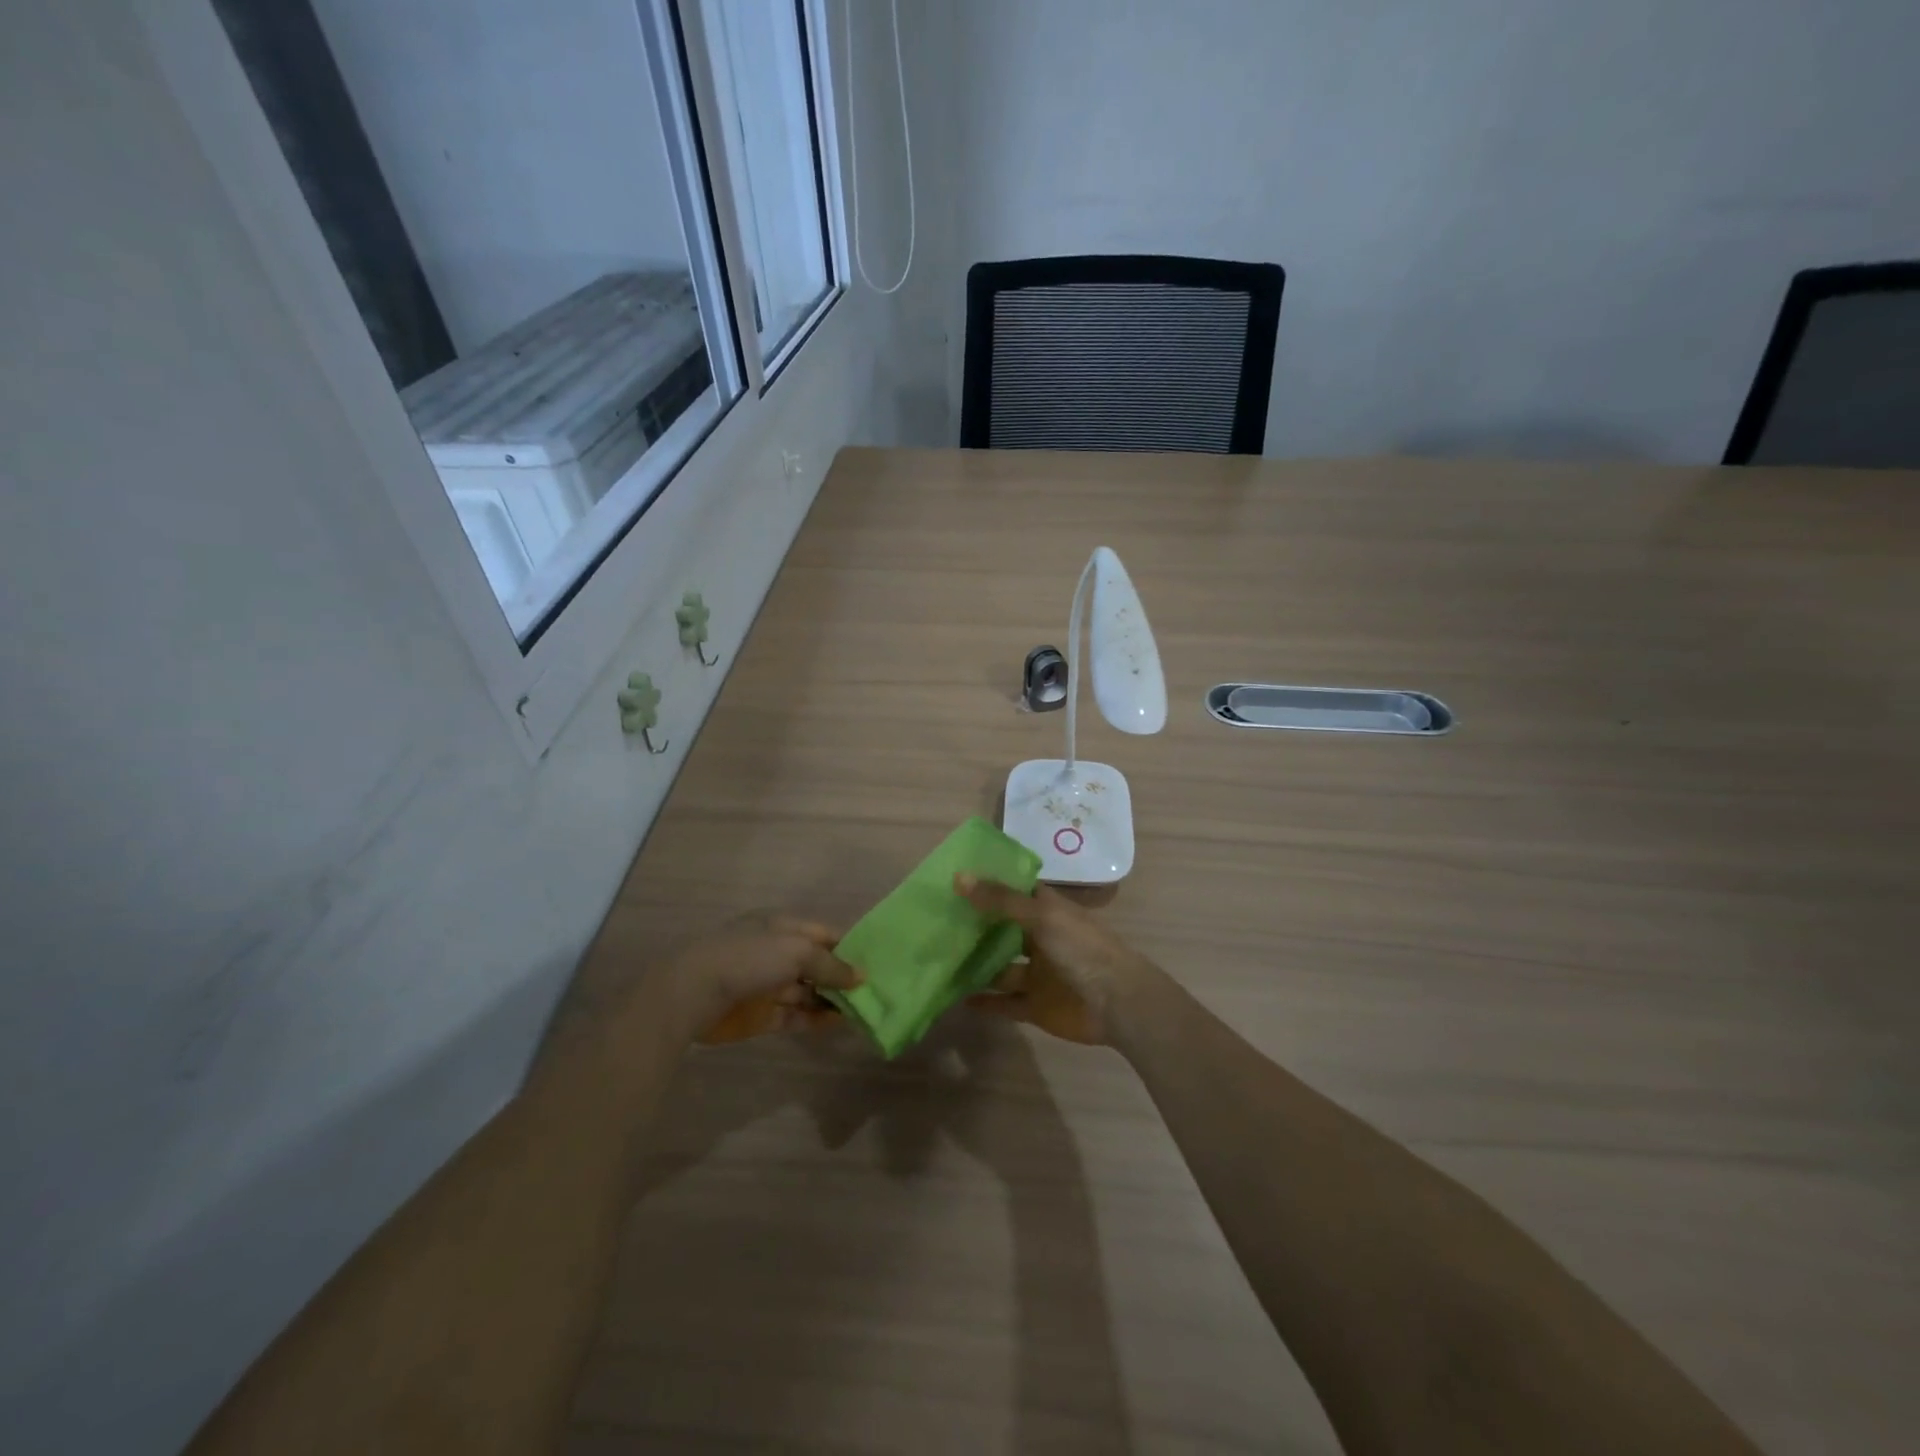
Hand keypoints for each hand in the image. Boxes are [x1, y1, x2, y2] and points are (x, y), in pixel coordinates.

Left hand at [672, 913, 862, 1044]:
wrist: (694, 993)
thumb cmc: (749, 959)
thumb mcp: (797, 951)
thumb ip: (831, 965)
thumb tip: (861, 976)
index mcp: (782, 927)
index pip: (823, 934)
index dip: (848, 946)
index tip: (876, 961)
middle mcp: (776, 953)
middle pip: (817, 964)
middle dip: (842, 975)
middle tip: (876, 990)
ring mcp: (768, 985)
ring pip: (808, 991)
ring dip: (832, 999)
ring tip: (864, 1009)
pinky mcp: (762, 1015)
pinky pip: (796, 1015)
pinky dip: (816, 1018)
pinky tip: (839, 1023)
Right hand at [955, 874, 1164, 1044]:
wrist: (1118, 1003)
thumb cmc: (1083, 949)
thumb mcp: (1042, 917)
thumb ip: (1001, 900)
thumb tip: (959, 877)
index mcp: (1046, 911)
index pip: (1013, 891)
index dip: (987, 885)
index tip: (952, 879)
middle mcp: (1039, 938)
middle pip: (1001, 930)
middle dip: (974, 926)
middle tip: (933, 920)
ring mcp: (1037, 973)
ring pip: (999, 967)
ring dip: (975, 964)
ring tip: (937, 959)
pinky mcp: (1035, 1005)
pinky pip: (1003, 1002)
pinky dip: (983, 1001)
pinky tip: (956, 997)